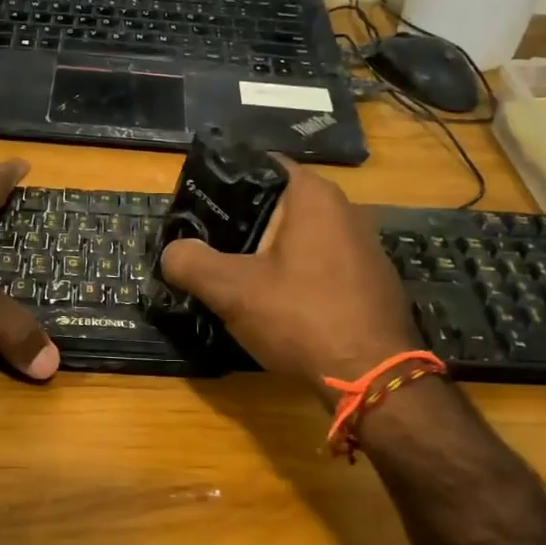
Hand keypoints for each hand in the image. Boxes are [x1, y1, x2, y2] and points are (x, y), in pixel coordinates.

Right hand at [159, 160, 418, 393]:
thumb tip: (172, 252)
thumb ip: (190, 262)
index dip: (223, 183)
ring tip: (235, 277)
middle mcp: (345, 210)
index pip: (260, 166)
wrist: (373, 378)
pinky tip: (277, 304)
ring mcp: (363, 246)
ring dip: (268, 254)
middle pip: (278, 204)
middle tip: (207, 246)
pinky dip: (295, 276)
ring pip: (299, 238)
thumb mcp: (231, 290)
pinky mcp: (369, 280)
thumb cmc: (301, 318)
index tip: (196, 208)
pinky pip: (320, 265)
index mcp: (313, 195)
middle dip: (242, 224)